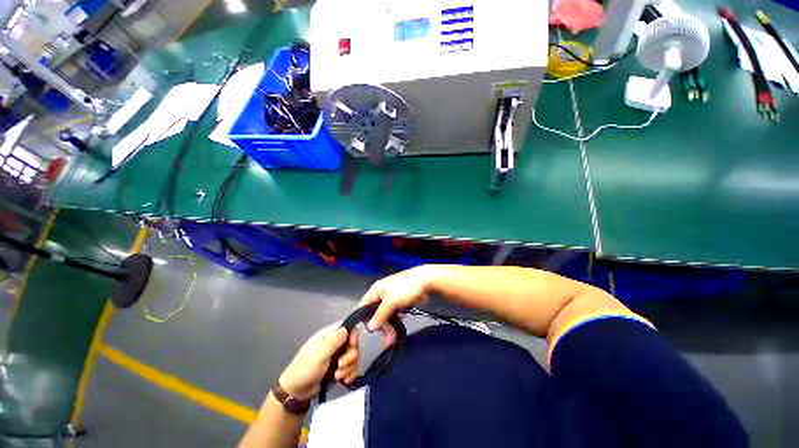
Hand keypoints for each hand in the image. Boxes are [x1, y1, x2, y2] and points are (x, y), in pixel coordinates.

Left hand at [278, 322, 360, 399]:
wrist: (296, 392)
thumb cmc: (305, 369)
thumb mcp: (318, 355)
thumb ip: (333, 342)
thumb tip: (346, 329)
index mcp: (329, 335)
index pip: (348, 327)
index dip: (353, 335)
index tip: (351, 346)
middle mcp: (336, 343)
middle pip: (353, 344)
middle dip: (350, 357)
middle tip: (340, 366)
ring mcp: (338, 356)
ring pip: (354, 357)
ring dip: (348, 368)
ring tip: (337, 376)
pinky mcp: (340, 368)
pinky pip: (352, 368)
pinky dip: (350, 374)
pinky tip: (344, 381)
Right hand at [359, 266, 434, 345]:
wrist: (426, 281)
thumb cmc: (405, 288)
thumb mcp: (391, 301)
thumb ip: (380, 314)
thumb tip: (370, 327)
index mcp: (376, 290)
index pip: (364, 305)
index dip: (365, 318)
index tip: (372, 330)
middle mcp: (381, 294)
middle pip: (374, 312)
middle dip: (380, 325)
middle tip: (387, 336)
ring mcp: (391, 299)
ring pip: (385, 315)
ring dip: (388, 326)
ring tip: (393, 338)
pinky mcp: (400, 303)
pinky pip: (394, 315)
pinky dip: (395, 322)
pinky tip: (398, 330)